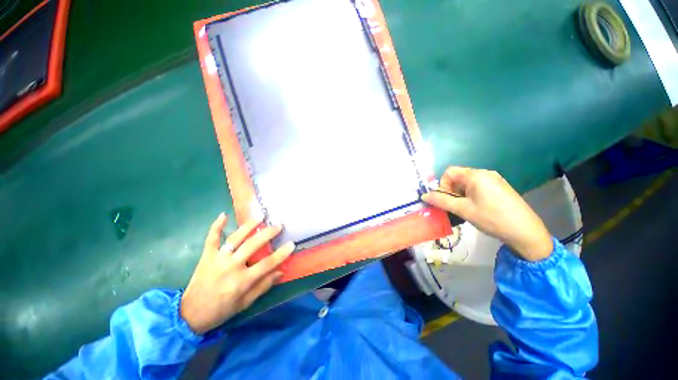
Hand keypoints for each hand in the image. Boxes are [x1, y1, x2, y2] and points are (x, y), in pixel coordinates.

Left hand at [180, 213, 294, 333]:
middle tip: (278, 226)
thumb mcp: (245, 303)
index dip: (281, 254)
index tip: (291, 244)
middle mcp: (230, 267)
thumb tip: (280, 271)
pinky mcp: (206, 256)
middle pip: (252, 246)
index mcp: (241, 281)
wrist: (189, 315)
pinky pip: (211, 238)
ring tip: (260, 218)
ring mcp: (217, 259)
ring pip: (235, 238)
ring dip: (248, 226)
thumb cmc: (221, 310)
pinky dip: (216, 226)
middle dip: (267, 234)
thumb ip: (263, 286)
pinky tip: (223, 215)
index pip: (266, 264)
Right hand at [422, 167, 552, 260]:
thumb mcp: (463, 210)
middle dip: (451, 191)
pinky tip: (476, 209)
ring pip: (467, 184)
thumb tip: (424, 195)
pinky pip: (478, 188)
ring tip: (465, 209)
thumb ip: (441, 201)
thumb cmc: (492, 218)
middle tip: (455, 207)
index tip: (446, 200)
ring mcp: (494, 180)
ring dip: (460, 195)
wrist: (526, 232)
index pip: (449, 172)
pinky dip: (470, 196)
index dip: (443, 185)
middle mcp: (485, 173)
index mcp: (476, 175)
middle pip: (458, 177)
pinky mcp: (499, 188)